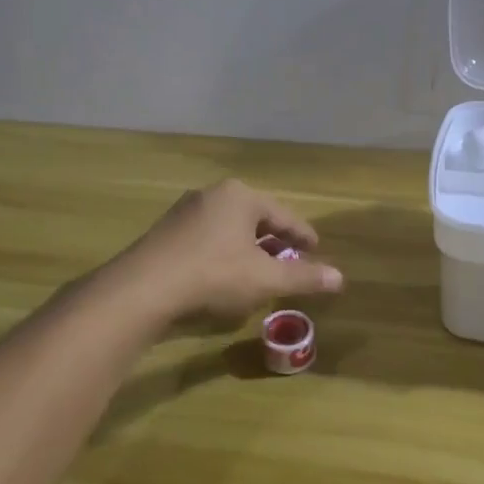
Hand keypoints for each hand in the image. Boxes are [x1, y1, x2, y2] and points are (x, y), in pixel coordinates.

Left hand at [119, 179, 342, 321]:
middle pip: (256, 218)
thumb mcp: (265, 278)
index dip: (303, 235)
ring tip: (261, 269)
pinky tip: (225, 275)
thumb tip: (341, 277)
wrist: (143, 289)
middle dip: (274, 240)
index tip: (316, 249)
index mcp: (241, 196)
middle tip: (291, 259)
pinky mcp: (166, 232)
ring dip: (248, 248)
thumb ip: (303, 277)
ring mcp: (185, 212)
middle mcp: (213, 195)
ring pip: (230, 228)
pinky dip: (224, 253)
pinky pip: (207, 238)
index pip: (284, 215)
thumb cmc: (213, 275)